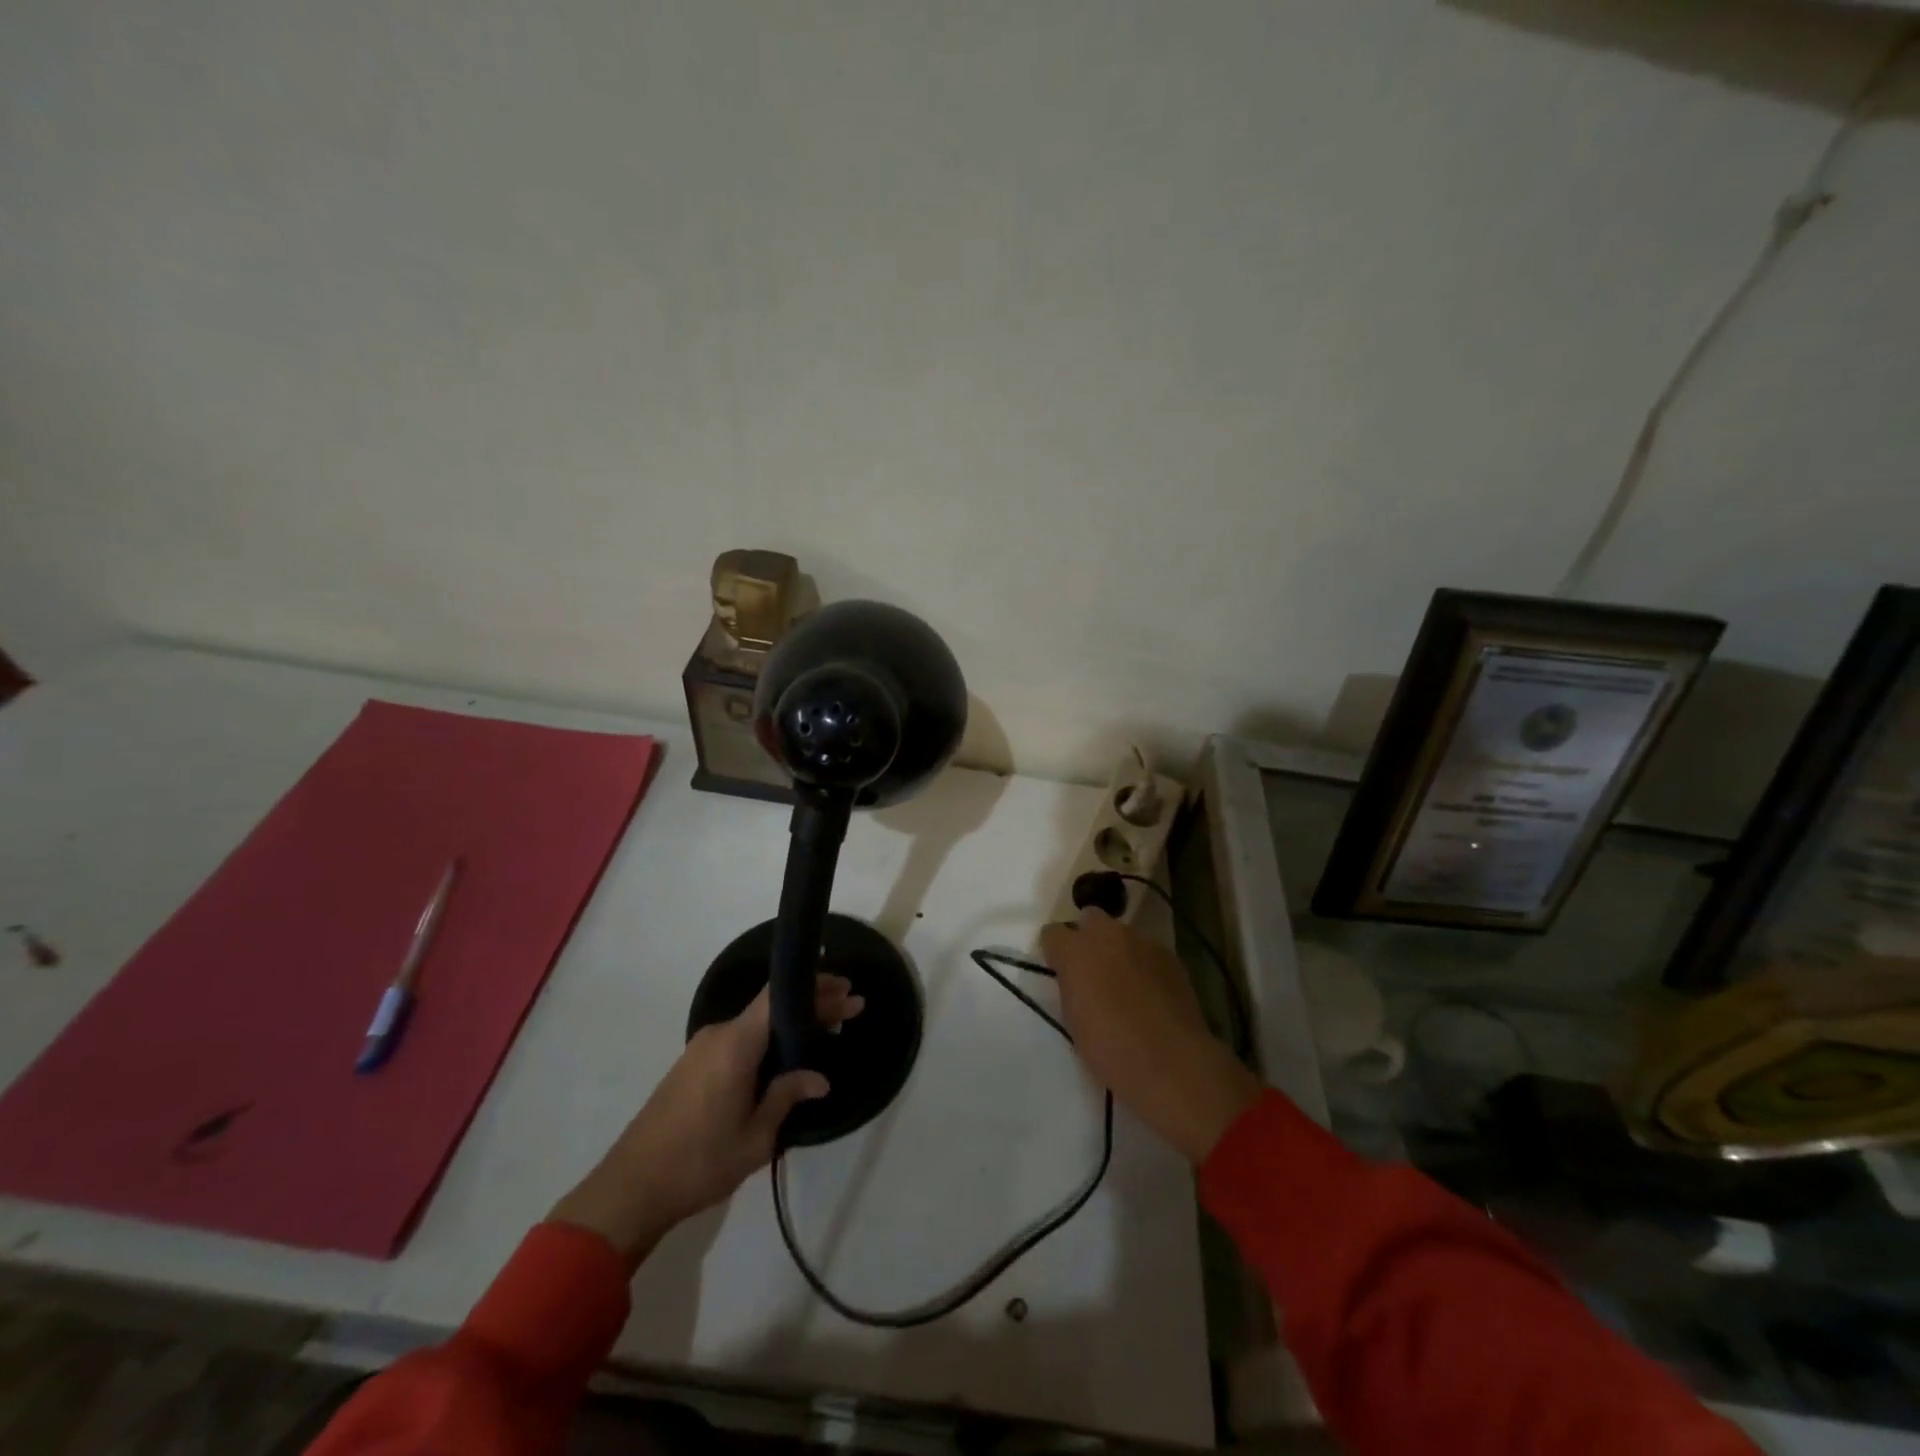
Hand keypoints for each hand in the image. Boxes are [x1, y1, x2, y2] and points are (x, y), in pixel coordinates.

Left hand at [550, 975, 863, 1265]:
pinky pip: (739, 1039)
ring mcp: (702, 1048)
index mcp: (736, 1043)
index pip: (780, 996)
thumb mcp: (756, 1137)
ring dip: (791, 1023)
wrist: (630, 1189)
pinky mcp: (692, 1065)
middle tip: (850, 1009)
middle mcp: (719, 1034)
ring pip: (756, 1023)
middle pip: (772, 1006)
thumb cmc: (700, 1162)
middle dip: (812, 1005)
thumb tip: (819, 1078)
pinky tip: (787, 1055)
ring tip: (826, 1031)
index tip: (847, 989)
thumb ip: (787, 1097)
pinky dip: (769, 1039)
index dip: (815, 987)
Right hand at [1040, 909, 1259, 1163]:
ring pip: (1122, 934)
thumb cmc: (1110, 1048)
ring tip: (1124, 983)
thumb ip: (1071, 985)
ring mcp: (1143, 942)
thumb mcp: (1073, 1018)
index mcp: (1075, 951)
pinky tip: (1150, 993)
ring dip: (1117, 950)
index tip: (1060, 971)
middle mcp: (1108, 934)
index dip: (1055, 951)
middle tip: (1090, 970)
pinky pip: (1147, 951)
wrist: (1171, 1062)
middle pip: (1090, 918)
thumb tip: (1076, 977)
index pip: (1052, 933)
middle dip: (1087, 937)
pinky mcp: (1170, 955)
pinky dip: (1143, 964)